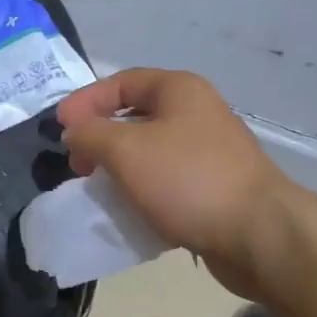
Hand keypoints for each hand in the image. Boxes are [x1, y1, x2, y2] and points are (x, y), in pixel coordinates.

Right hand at [57, 68, 300, 297]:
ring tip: (97, 189)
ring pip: (148, 152)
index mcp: (179, 90)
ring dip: (117, 168)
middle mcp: (196, 113)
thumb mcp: (125, 149)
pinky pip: (164, 182)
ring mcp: (207, 152)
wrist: (257, 234)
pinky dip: (140, 192)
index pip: (120, 82)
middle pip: (133, 116)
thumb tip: (74, 132)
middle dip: (99, 138)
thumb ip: (89, 134)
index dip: (85, 101)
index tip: (60, 129)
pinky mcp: (212, 188)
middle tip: (77, 165)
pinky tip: (126, 211)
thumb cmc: (187, 180)